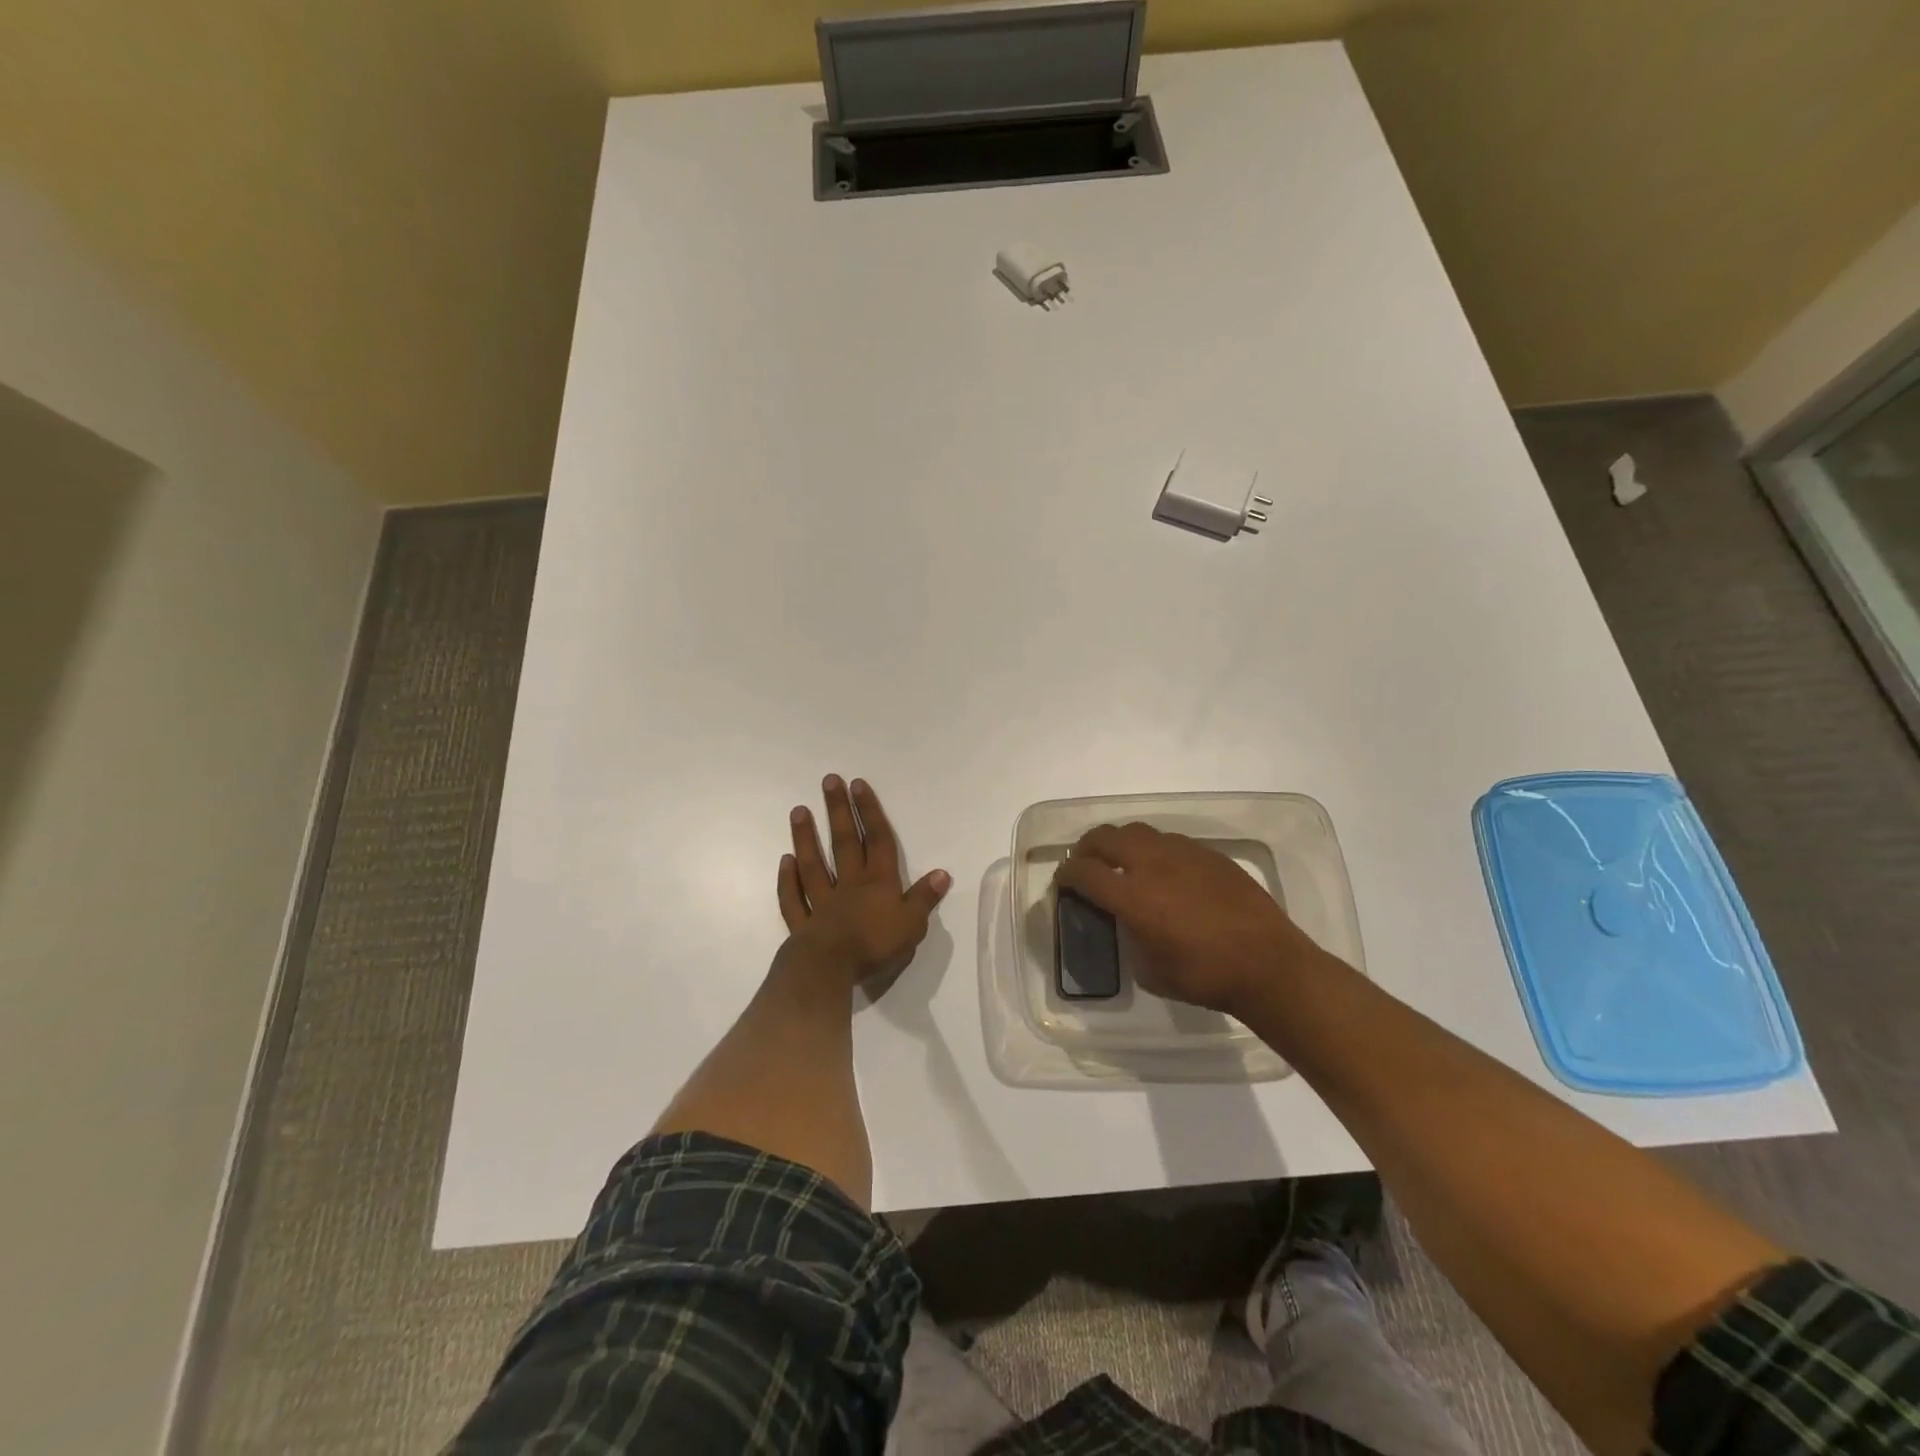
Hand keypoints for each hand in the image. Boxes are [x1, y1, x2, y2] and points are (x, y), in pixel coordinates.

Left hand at [779, 775, 951, 989]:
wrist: (830, 969)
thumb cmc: (875, 945)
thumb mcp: (913, 924)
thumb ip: (924, 898)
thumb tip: (943, 873)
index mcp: (879, 883)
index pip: (877, 840)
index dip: (869, 812)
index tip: (858, 785)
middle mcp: (849, 885)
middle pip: (844, 843)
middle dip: (838, 811)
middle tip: (829, 782)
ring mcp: (822, 902)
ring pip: (813, 864)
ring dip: (806, 837)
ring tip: (798, 811)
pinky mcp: (802, 924)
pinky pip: (794, 898)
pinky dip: (788, 881)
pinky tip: (785, 862)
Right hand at [1055, 822, 1322, 1015]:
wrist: (1267, 964)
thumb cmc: (1205, 976)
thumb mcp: (1151, 971)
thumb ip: (1130, 938)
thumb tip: (1128, 924)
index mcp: (1132, 895)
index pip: (1084, 871)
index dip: (1066, 874)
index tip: (1063, 882)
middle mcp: (1152, 864)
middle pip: (1105, 838)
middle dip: (1086, 848)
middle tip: (1085, 864)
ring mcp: (1182, 853)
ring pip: (1137, 832)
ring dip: (1120, 844)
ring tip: (1122, 862)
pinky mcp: (1208, 854)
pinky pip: (1168, 841)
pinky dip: (1153, 850)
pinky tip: (1163, 871)